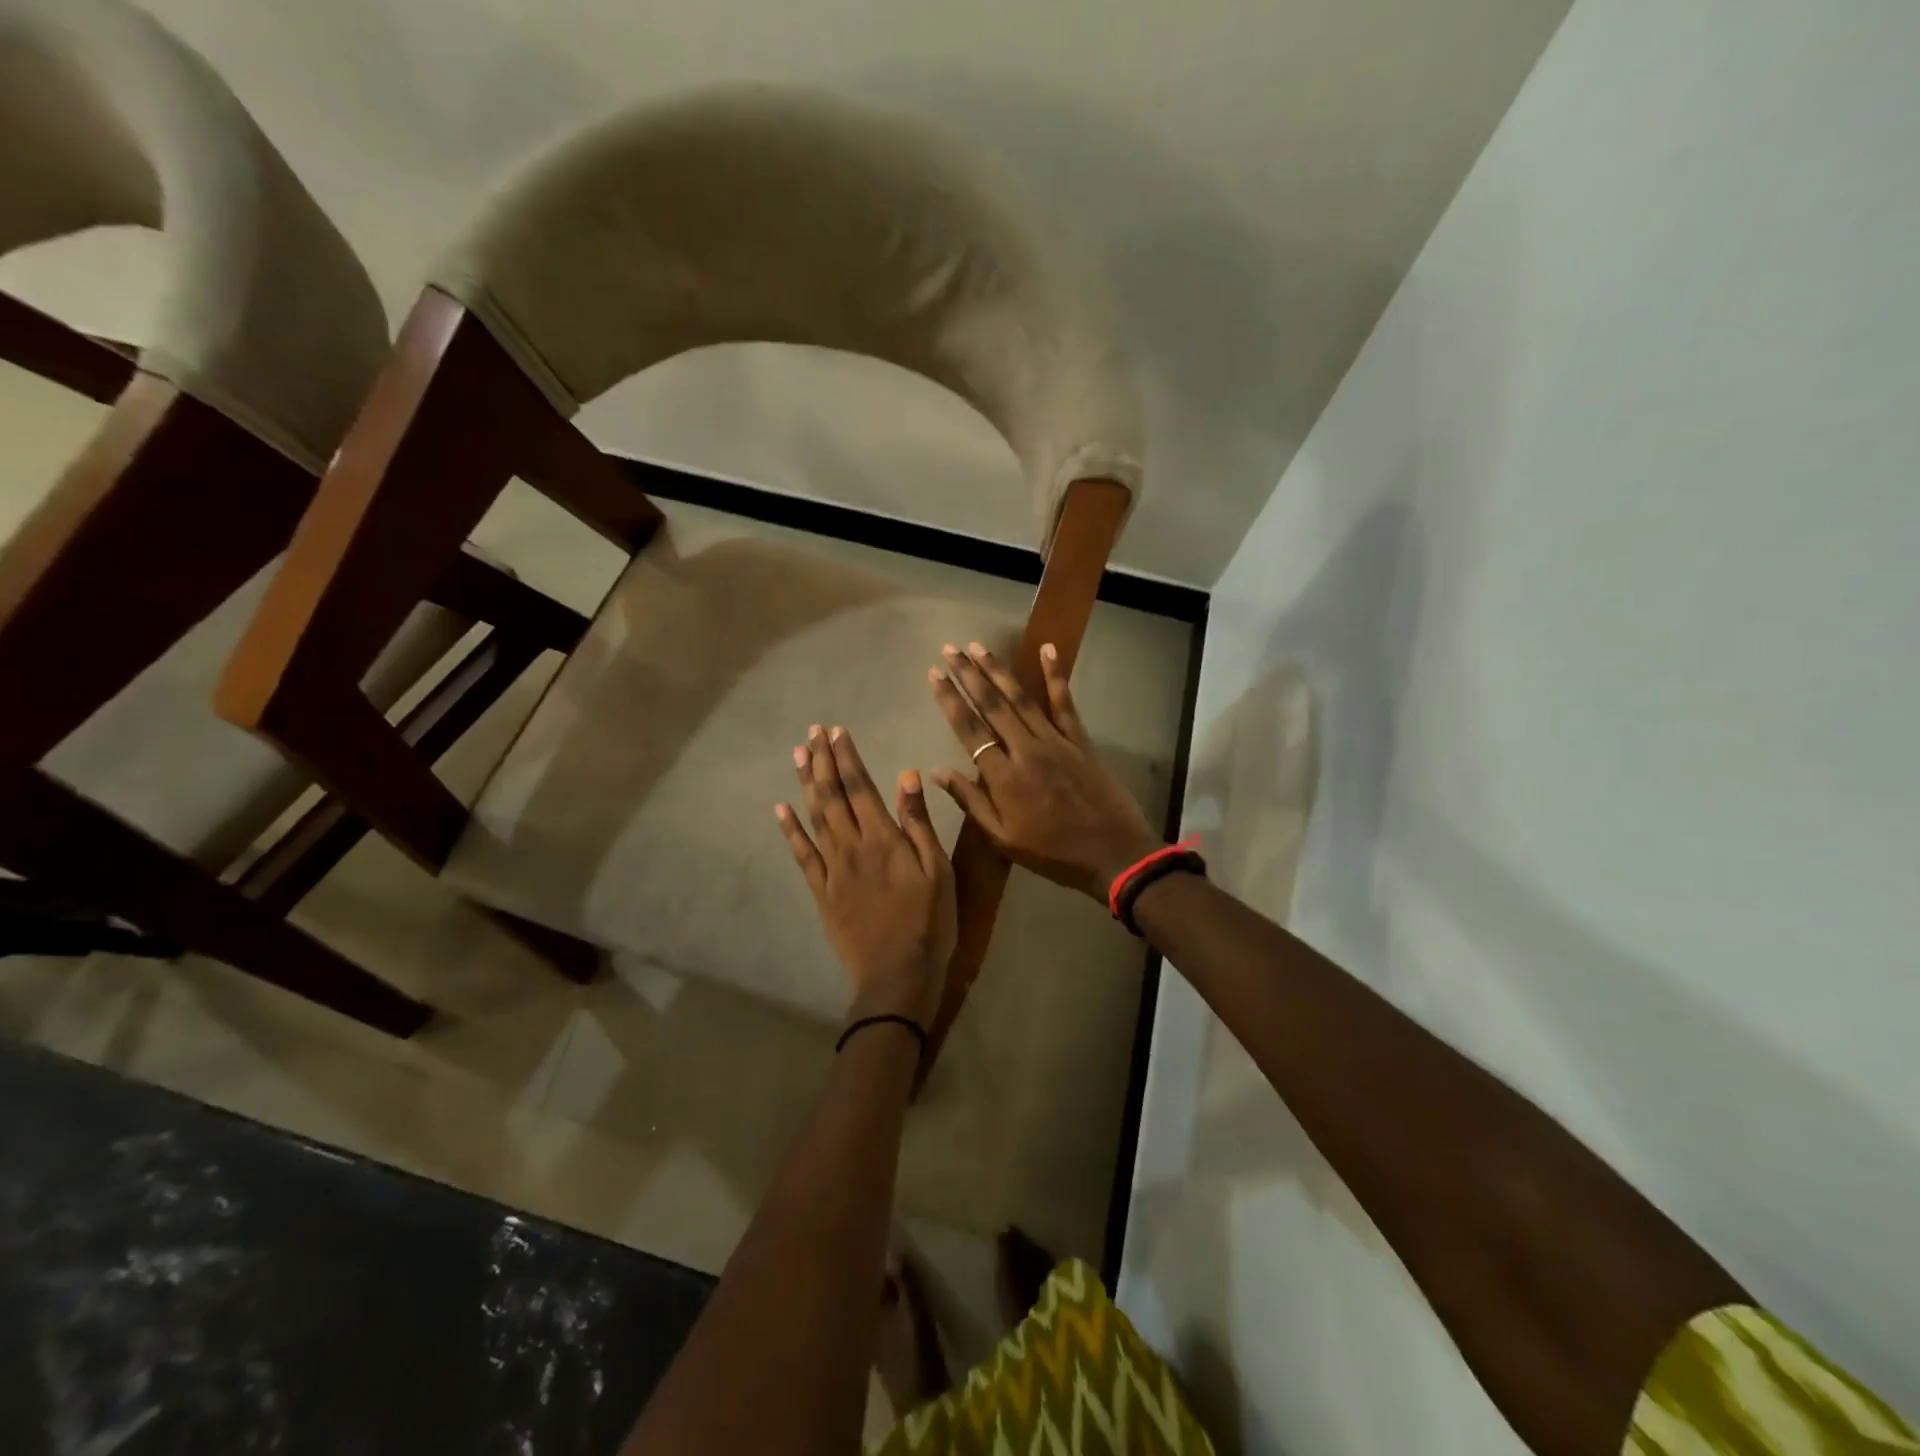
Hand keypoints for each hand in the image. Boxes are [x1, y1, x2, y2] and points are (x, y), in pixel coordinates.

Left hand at [775, 725, 955, 1029]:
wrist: (897, 976)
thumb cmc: (930, 923)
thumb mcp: (937, 870)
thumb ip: (919, 823)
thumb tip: (906, 777)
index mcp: (883, 838)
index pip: (860, 786)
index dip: (846, 757)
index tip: (836, 731)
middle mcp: (852, 846)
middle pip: (832, 796)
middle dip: (822, 761)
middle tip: (813, 732)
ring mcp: (832, 870)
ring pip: (814, 818)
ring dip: (806, 784)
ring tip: (799, 755)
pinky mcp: (821, 893)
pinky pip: (802, 855)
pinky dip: (790, 830)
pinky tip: (781, 810)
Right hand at [928, 642, 1164, 900]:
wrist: (1112, 854)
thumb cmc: (1052, 853)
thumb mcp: (1003, 838)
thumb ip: (970, 802)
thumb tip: (937, 772)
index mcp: (1003, 777)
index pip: (969, 730)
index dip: (950, 700)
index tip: (934, 674)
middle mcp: (1026, 750)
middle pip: (992, 706)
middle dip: (969, 675)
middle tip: (950, 649)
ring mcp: (1056, 741)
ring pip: (1022, 699)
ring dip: (998, 671)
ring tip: (979, 646)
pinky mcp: (1080, 740)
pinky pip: (1065, 703)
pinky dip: (1055, 675)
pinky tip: (1048, 649)